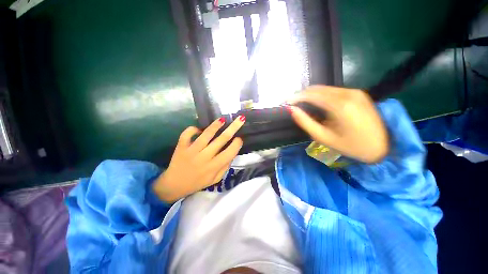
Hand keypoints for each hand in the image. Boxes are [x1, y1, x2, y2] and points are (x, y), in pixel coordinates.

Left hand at [153, 116, 245, 201]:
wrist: (174, 186)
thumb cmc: (198, 182)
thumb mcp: (215, 179)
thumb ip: (225, 167)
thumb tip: (232, 152)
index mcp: (214, 166)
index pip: (230, 152)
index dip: (237, 144)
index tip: (240, 138)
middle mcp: (204, 157)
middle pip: (222, 139)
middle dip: (233, 128)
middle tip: (240, 119)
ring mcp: (192, 151)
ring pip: (206, 134)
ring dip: (215, 125)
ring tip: (222, 119)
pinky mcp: (181, 147)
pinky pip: (187, 134)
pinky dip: (193, 129)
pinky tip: (199, 128)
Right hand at [288, 86, 388, 162]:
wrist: (383, 147)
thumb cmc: (351, 146)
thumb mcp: (324, 137)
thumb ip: (305, 122)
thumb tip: (292, 110)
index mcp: (340, 105)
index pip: (311, 94)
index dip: (296, 97)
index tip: (286, 102)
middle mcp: (349, 93)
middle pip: (318, 89)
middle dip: (302, 95)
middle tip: (292, 104)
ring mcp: (355, 92)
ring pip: (325, 88)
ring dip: (311, 95)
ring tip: (301, 104)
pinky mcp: (359, 93)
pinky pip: (334, 91)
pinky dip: (321, 95)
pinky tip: (317, 103)